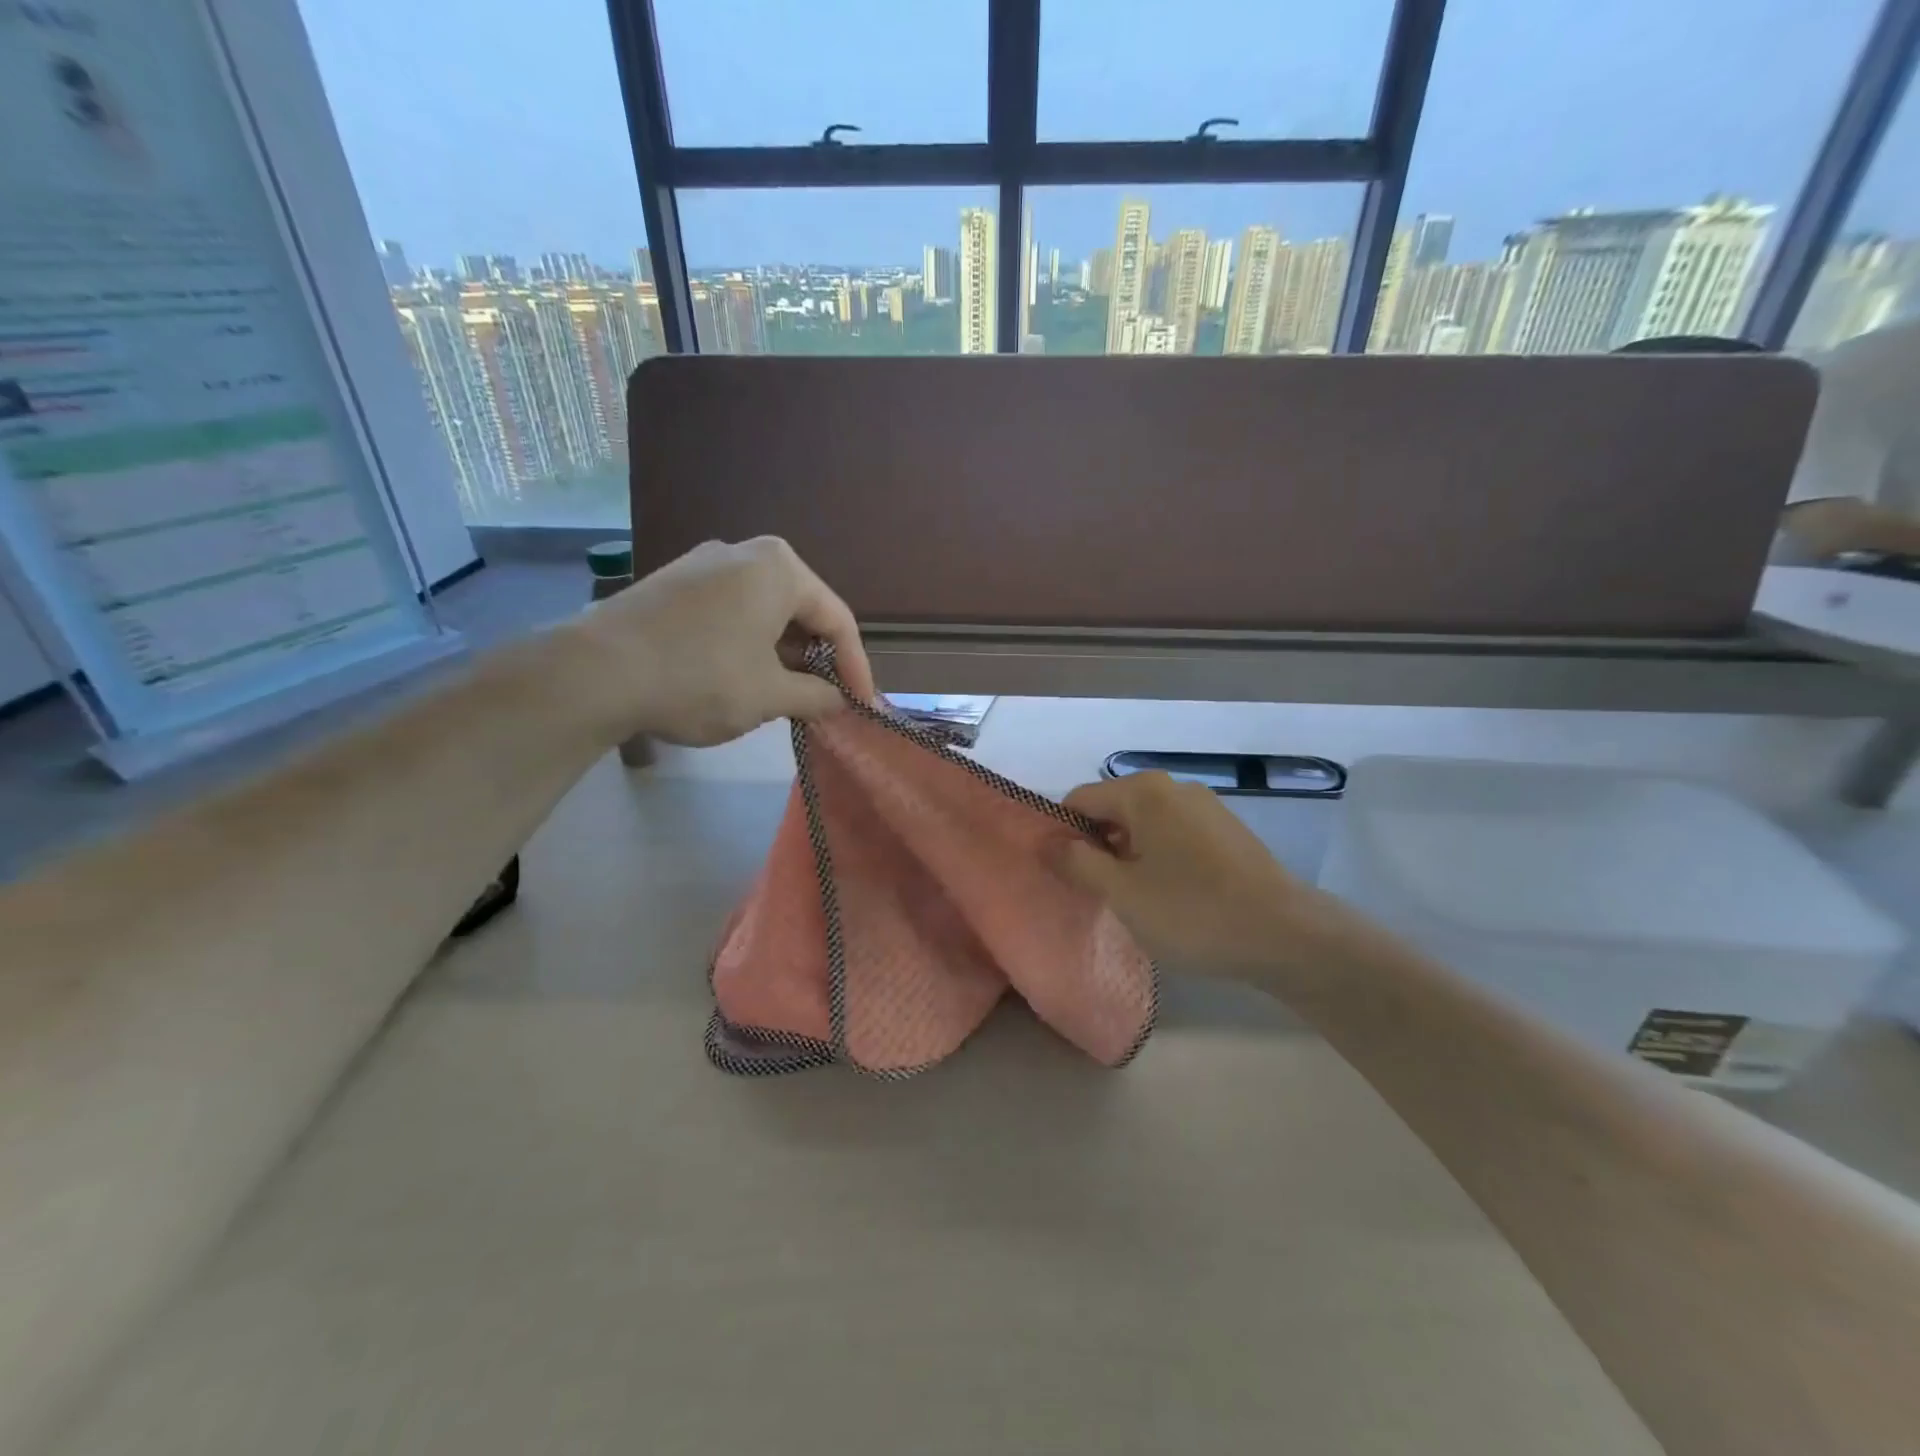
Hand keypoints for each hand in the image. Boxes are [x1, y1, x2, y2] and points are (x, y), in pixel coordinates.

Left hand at [569, 537, 876, 746]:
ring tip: (785, 696)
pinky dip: (747, 645)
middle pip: (801, 611)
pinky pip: (729, 612)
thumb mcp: (770, 695)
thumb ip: (816, 696)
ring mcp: (703, 564)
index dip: (856, 669)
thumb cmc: (701, 677)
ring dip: (782, 655)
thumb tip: (838, 701)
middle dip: (817, 659)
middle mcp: (745, 553)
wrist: (595, 672)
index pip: (837, 621)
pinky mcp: (672, 584)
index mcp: (780, 568)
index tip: (862, 707)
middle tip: (824, 701)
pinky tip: (741, 678)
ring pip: (764, 612)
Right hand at [1054, 773, 1331, 976]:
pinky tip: (1171, 896)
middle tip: (1094, 892)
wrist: (1285, 935)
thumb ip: (1077, 862)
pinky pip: (1175, 836)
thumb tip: (1046, 843)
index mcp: (1143, 792)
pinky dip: (1160, 858)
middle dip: (1096, 846)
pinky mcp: (1227, 830)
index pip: (1079, 800)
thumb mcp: (1121, 892)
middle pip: (1114, 809)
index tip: (1060, 874)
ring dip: (1128, 855)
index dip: (1062, 834)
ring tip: (1133, 900)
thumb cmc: (1191, 911)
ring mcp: (1206, 806)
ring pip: (1145, 824)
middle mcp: (1173, 787)